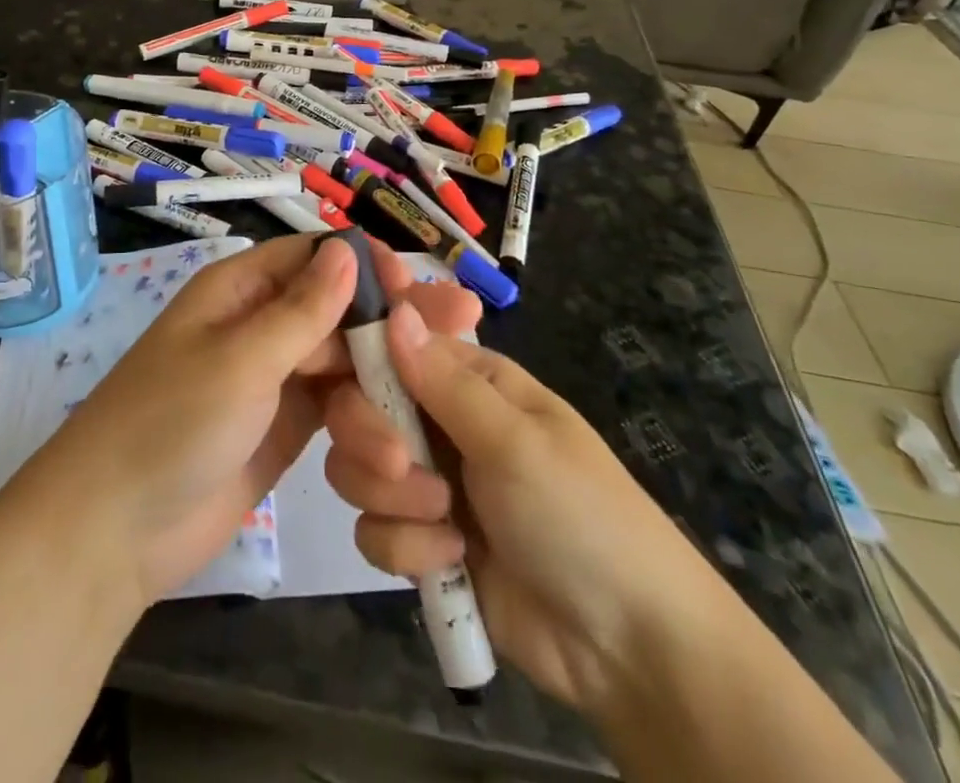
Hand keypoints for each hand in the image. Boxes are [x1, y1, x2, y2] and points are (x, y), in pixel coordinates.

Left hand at [26, 236, 480, 610]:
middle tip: (465, 323)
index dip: (368, 265)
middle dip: (395, 325)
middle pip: (340, 310)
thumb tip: (348, 249)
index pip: (315, 258)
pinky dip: (364, 428)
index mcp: (241, 289)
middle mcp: (262, 324)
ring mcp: (275, 377)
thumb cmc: (171, 423)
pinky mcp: (286, 426)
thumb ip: (301, 311)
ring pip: (345, 365)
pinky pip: (337, 411)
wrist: (114, 530)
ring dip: (380, 395)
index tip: (417, 285)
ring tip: (414, 438)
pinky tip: (395, 456)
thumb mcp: (239, 360)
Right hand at [323, 303, 727, 713]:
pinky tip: (452, 563)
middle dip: (371, 440)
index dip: (361, 356)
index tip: (333, 371)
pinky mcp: (423, 543)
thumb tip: (394, 312)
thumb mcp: (514, 440)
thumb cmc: (579, 514)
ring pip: (358, 470)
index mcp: (469, 381)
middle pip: (360, 408)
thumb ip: (443, 382)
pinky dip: (407, 549)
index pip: (392, 346)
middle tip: (404, 466)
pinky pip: (374, 531)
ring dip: (393, 500)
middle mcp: (441, 423)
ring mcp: (430, 484)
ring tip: (447, 524)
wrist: (625, 647)